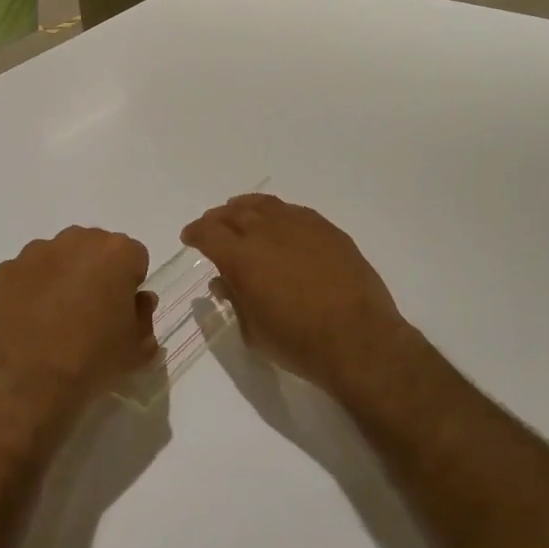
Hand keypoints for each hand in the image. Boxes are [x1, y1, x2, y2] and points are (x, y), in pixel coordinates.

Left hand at [0, 226, 158, 423]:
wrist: (26, 384)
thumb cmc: (91, 361)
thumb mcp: (136, 349)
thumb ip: (145, 318)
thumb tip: (138, 302)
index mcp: (116, 253)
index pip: (134, 257)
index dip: (131, 284)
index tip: (122, 312)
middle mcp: (76, 241)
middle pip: (95, 248)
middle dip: (97, 272)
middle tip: (91, 312)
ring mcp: (35, 253)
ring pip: (59, 256)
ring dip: (63, 276)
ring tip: (55, 319)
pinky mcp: (5, 270)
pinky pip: (26, 273)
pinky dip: (30, 289)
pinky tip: (29, 322)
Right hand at [181, 194, 409, 394]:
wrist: (358, 339)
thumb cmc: (298, 342)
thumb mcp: (253, 331)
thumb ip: (234, 299)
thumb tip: (223, 280)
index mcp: (241, 256)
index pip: (208, 232)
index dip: (195, 233)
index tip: (190, 238)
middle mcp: (266, 231)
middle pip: (233, 212)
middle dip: (217, 218)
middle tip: (212, 226)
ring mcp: (299, 225)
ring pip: (264, 205)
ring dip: (246, 208)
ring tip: (241, 213)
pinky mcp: (327, 229)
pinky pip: (294, 211)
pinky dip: (278, 213)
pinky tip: (279, 223)